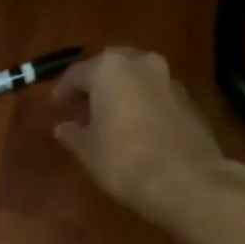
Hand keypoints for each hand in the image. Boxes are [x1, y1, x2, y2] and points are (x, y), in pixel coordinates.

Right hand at [53, 48, 244, 223]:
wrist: (187, 180)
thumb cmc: (125, 160)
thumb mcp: (88, 151)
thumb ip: (73, 134)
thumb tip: (63, 128)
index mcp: (109, 69)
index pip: (77, 73)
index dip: (63, 91)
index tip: (56, 106)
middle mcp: (140, 63)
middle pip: (110, 66)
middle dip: (95, 84)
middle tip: (82, 105)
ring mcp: (169, 79)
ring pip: (136, 77)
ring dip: (121, 91)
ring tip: (108, 117)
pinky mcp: (188, 100)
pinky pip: (155, 94)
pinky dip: (141, 103)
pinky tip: (134, 126)